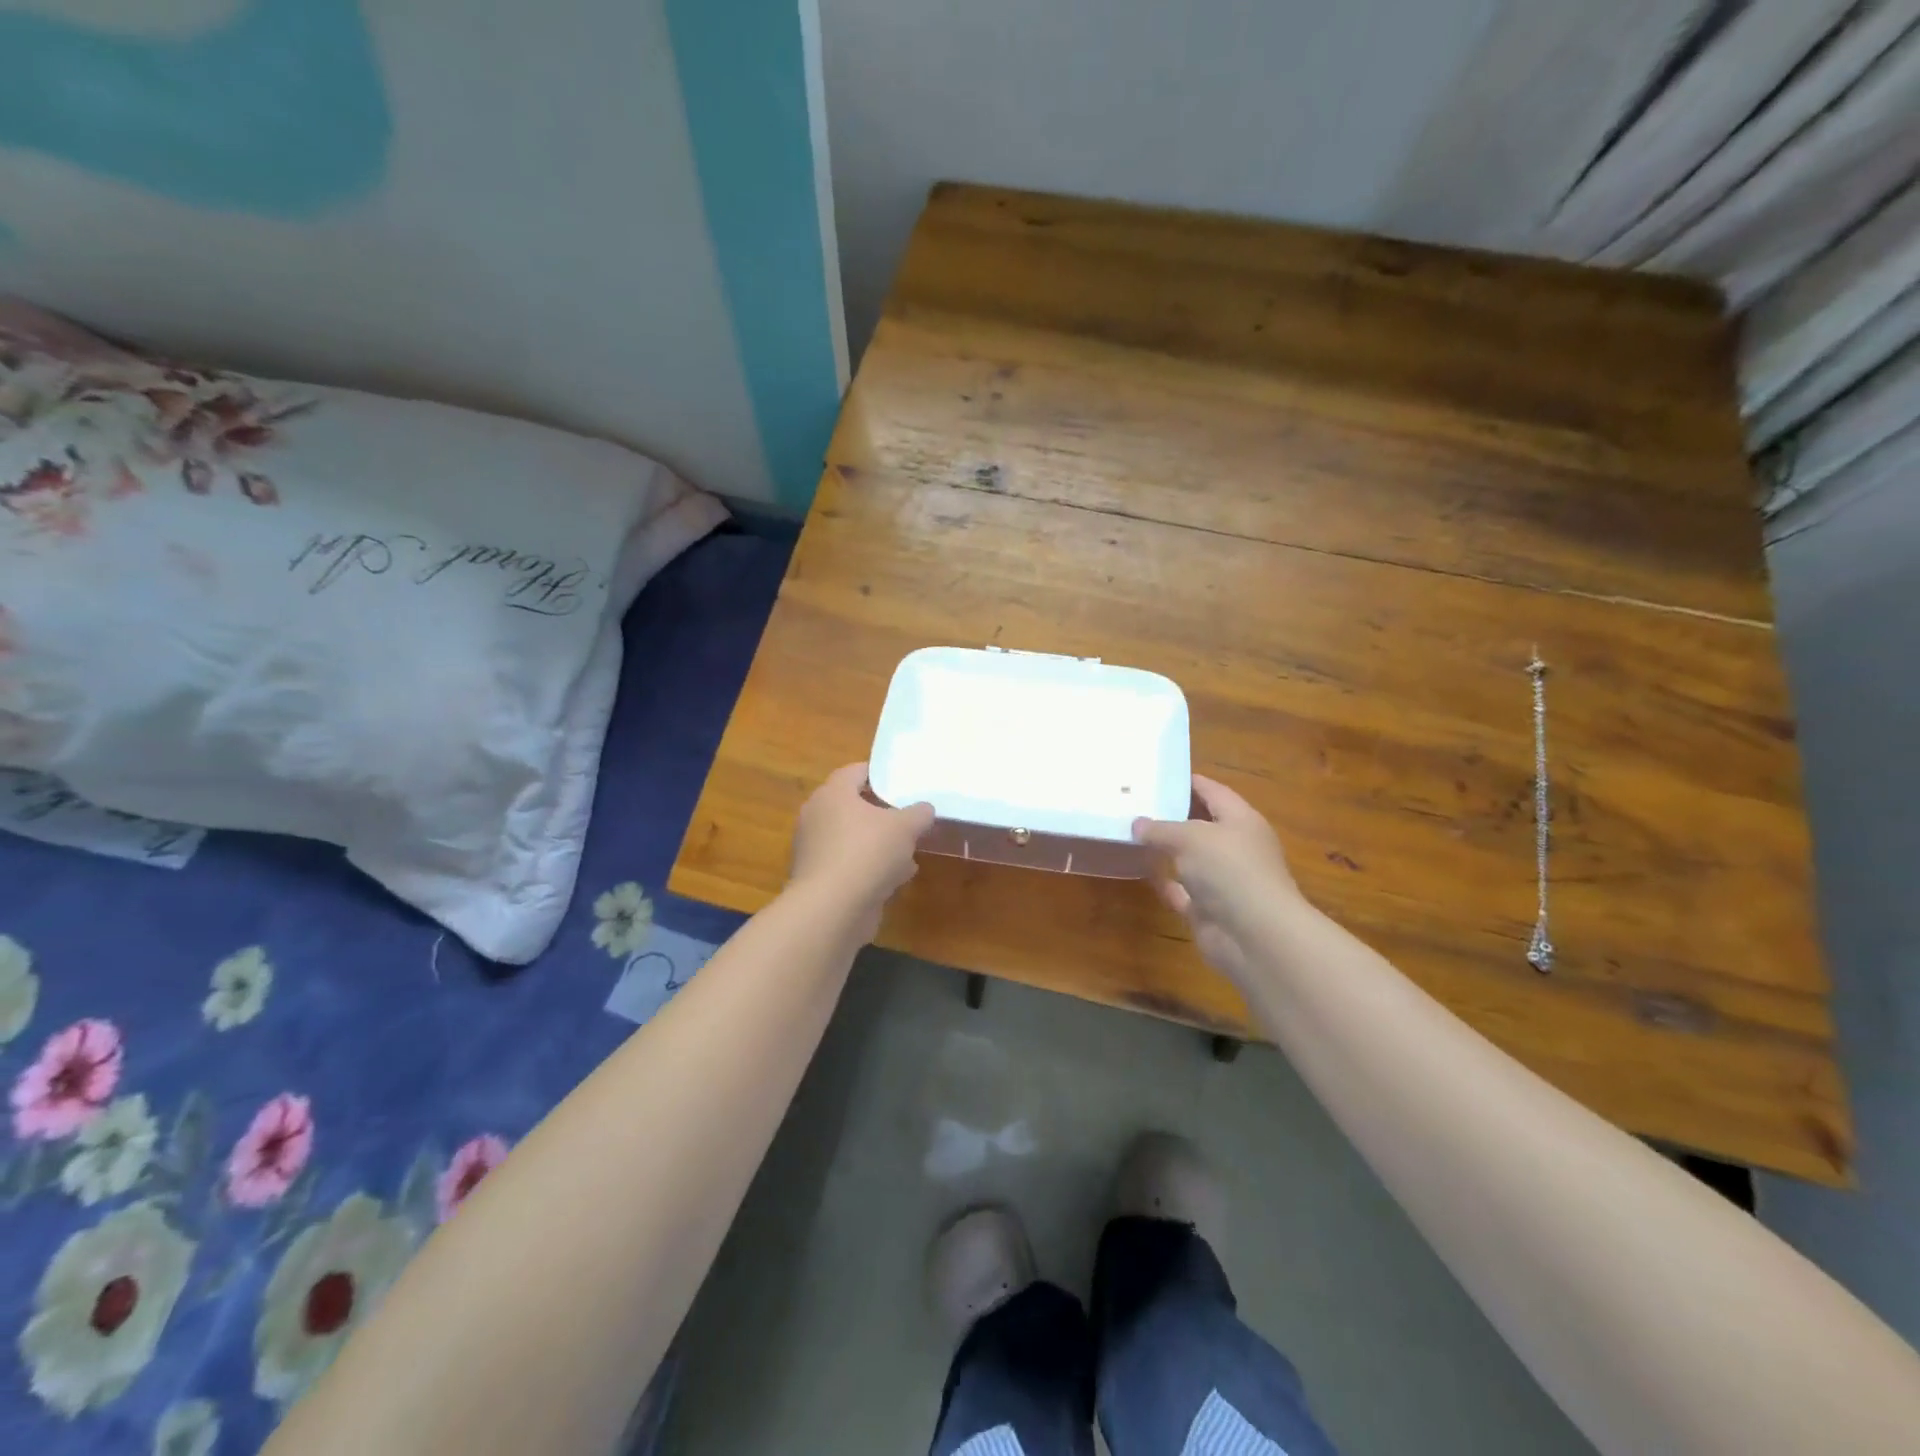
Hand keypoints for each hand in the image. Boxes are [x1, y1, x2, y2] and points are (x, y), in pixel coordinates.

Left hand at [788, 763, 934, 939]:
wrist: (831, 909)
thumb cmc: (867, 853)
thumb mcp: (905, 827)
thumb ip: (919, 813)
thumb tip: (924, 809)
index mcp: (833, 794)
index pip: (856, 772)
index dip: (881, 775)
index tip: (903, 783)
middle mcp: (817, 816)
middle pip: (854, 806)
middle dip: (883, 814)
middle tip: (908, 819)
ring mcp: (815, 849)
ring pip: (853, 838)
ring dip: (879, 845)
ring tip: (908, 854)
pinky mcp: (818, 879)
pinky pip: (849, 864)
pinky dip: (869, 869)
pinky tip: (894, 880)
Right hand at [1133, 775, 1303, 983]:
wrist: (1255, 936)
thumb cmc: (1229, 870)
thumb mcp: (1190, 837)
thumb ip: (1161, 828)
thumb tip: (1137, 824)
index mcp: (1240, 820)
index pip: (1213, 791)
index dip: (1188, 782)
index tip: (1157, 775)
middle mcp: (1235, 847)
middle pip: (1200, 824)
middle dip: (1171, 815)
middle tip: (1135, 803)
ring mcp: (1223, 880)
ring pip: (1190, 858)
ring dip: (1165, 849)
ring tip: (1131, 834)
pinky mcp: (1210, 909)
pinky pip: (1182, 890)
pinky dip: (1164, 881)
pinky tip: (1139, 871)